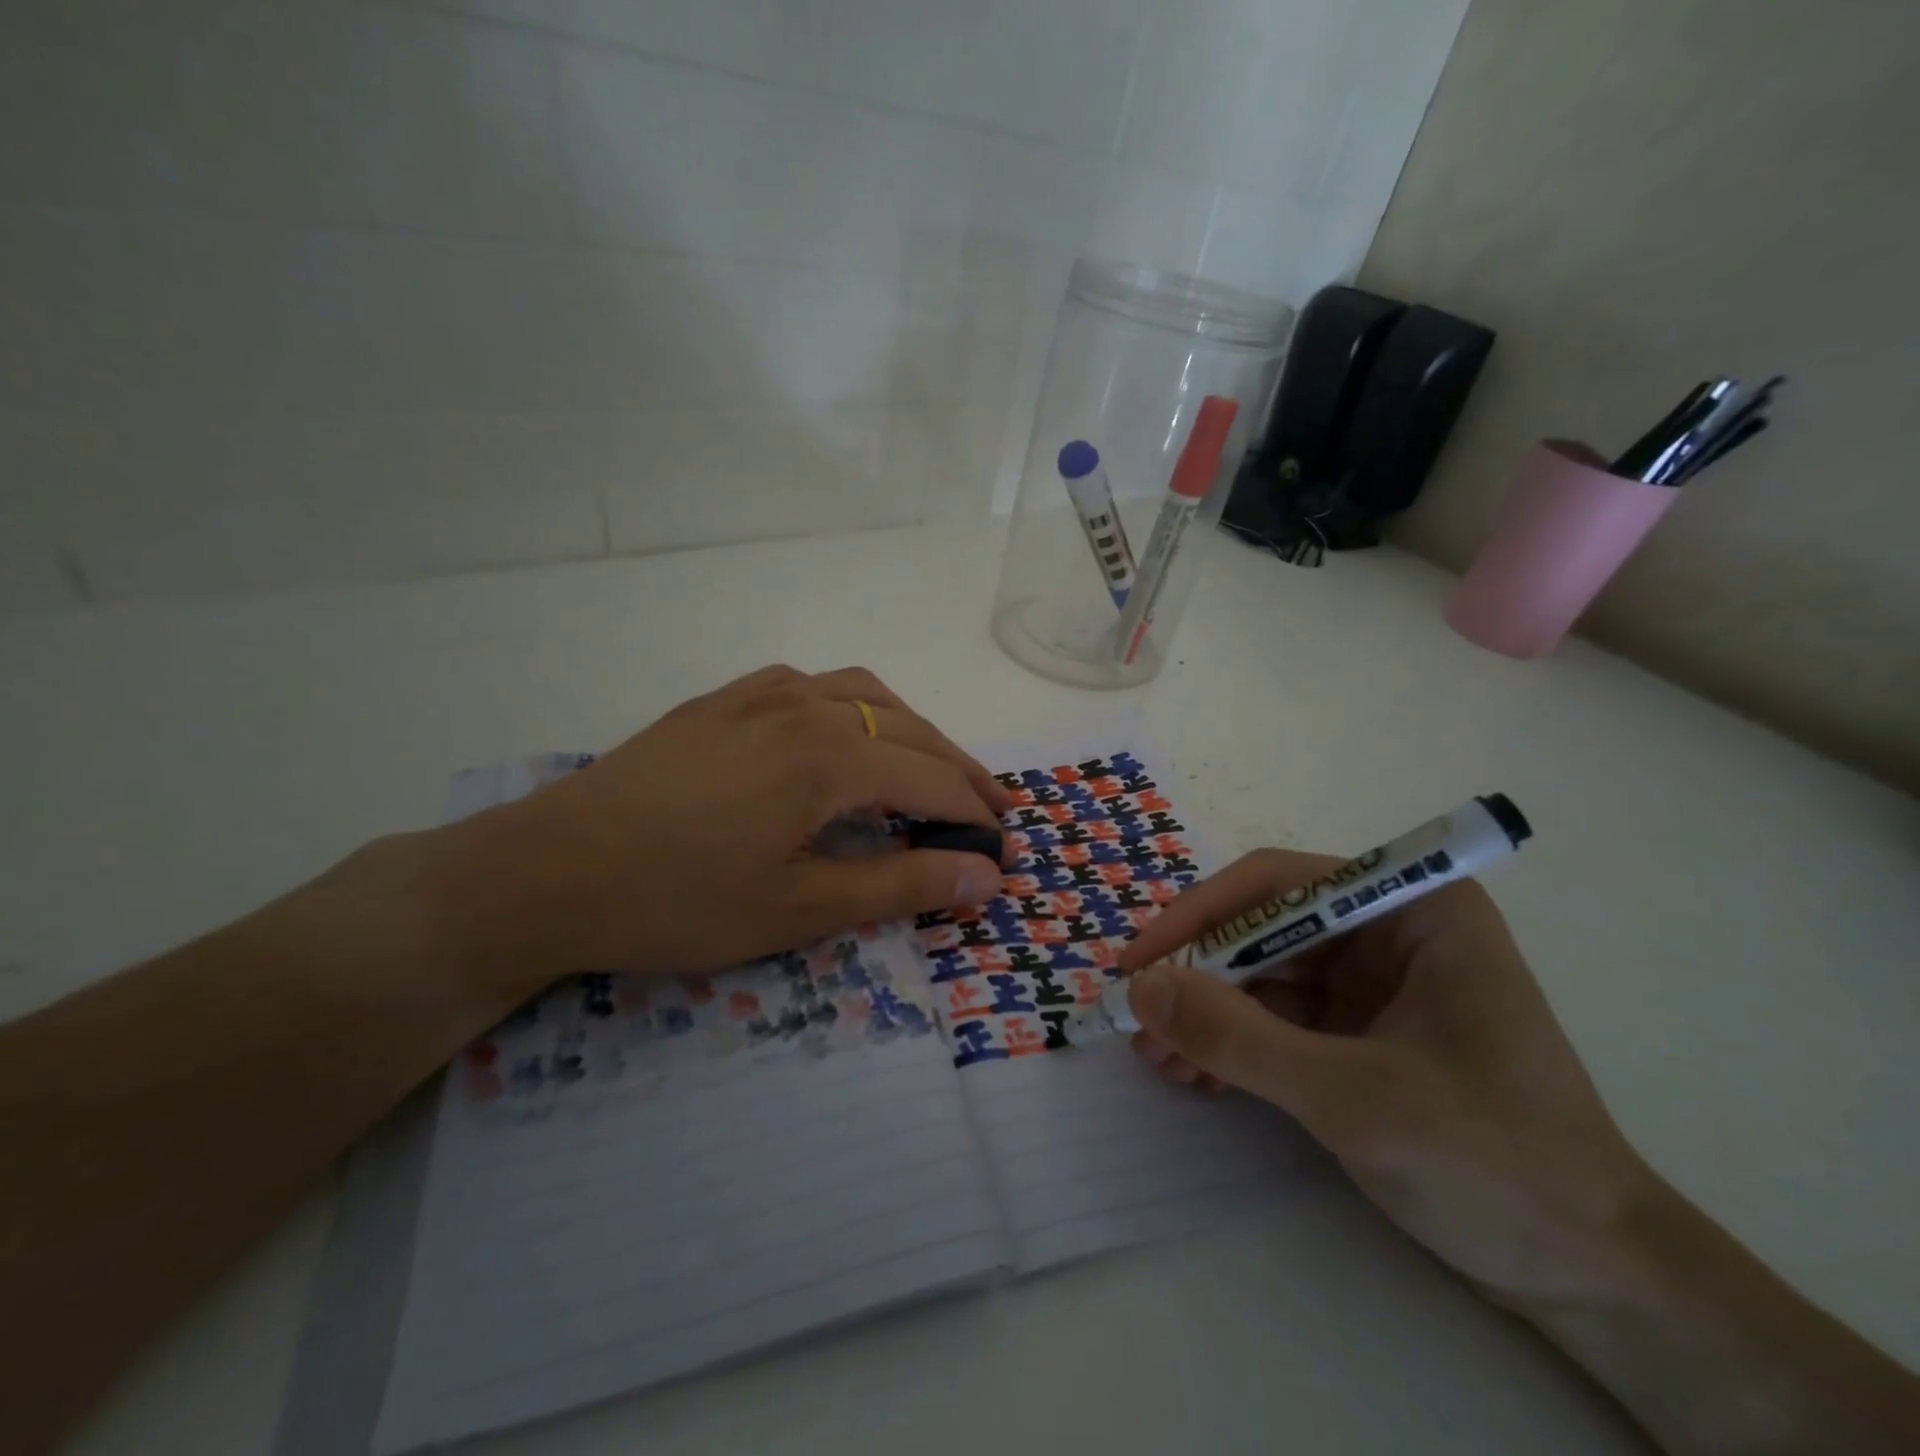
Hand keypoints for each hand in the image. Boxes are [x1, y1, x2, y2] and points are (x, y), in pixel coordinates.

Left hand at [447, 665, 1010, 997]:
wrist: (549, 870)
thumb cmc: (679, 901)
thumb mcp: (800, 908)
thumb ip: (902, 885)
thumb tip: (986, 876)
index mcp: (832, 755)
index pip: (933, 780)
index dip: (976, 817)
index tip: (1005, 851)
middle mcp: (807, 705)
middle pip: (911, 729)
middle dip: (959, 770)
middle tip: (991, 810)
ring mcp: (761, 695)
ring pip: (866, 694)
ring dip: (912, 729)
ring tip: (931, 767)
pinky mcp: (725, 700)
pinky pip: (813, 684)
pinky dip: (856, 706)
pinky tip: (845, 734)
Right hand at [1117, 850, 1650, 1310]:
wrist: (1597, 1282)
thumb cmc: (1493, 1163)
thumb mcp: (1351, 1097)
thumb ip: (1238, 1038)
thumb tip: (1139, 990)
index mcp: (1412, 910)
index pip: (1278, 885)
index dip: (1199, 916)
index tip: (1140, 962)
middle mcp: (1390, 931)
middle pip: (1265, 931)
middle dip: (1199, 979)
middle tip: (1139, 1022)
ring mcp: (1376, 984)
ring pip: (1265, 978)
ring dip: (1208, 1016)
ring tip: (1158, 1059)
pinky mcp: (1363, 1033)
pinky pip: (1279, 1020)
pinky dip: (1235, 1044)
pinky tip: (1196, 1074)